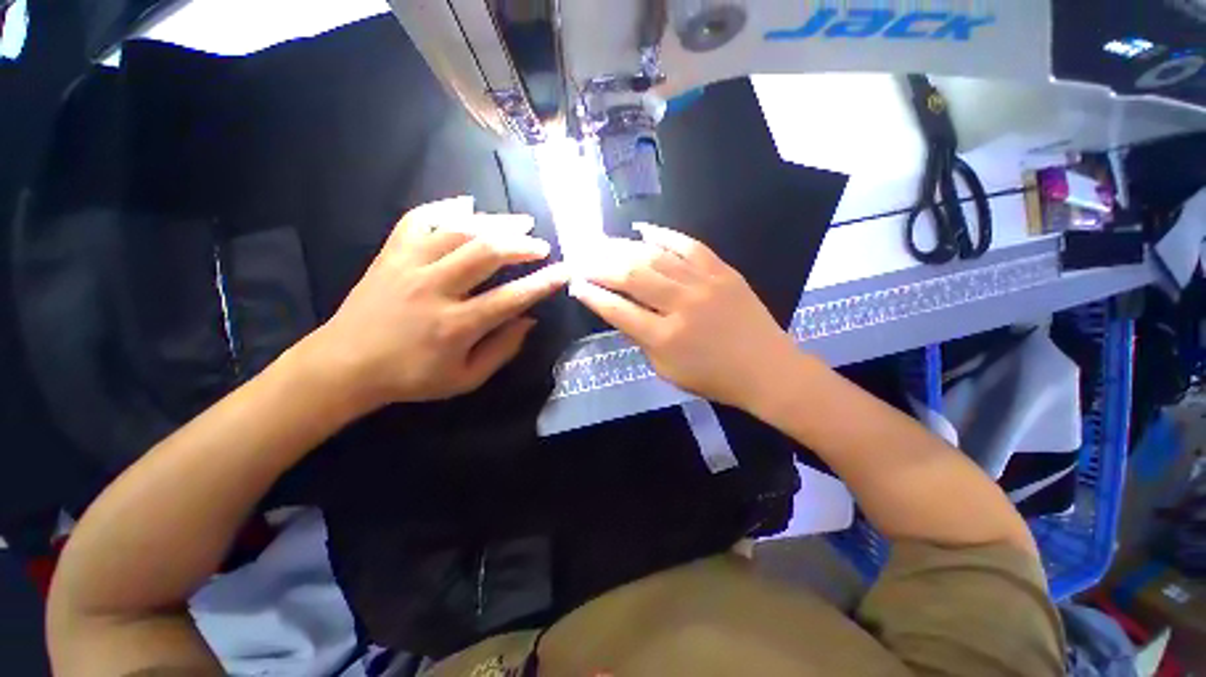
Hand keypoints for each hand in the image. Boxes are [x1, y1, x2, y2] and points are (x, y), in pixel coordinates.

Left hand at [305, 197, 568, 409]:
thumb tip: (529, 320)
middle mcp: (434, 289)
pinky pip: (418, 219)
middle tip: (542, 245)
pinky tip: (467, 204)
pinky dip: (445, 207)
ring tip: (520, 222)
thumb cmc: (411, 377)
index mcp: (456, 326)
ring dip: (495, 222)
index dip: (543, 283)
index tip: (565, 271)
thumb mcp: (466, 379)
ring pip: (458, 231)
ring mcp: (409, 266)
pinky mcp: (390, 254)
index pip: (511, 298)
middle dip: (522, 245)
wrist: (344, 366)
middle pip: (486, 253)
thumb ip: (502, 350)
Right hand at [569, 223, 802, 410]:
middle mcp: (681, 306)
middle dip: (600, 265)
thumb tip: (620, 312)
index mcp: (664, 339)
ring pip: (656, 257)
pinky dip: (664, 235)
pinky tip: (643, 229)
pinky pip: (690, 245)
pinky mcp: (723, 271)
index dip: (592, 296)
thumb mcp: (666, 370)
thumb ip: (641, 340)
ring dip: (623, 247)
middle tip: (582, 257)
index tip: (575, 284)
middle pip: (632, 277)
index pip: (617, 311)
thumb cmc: (713, 377)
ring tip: (602, 241)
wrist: (766, 369)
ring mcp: (704, 284)